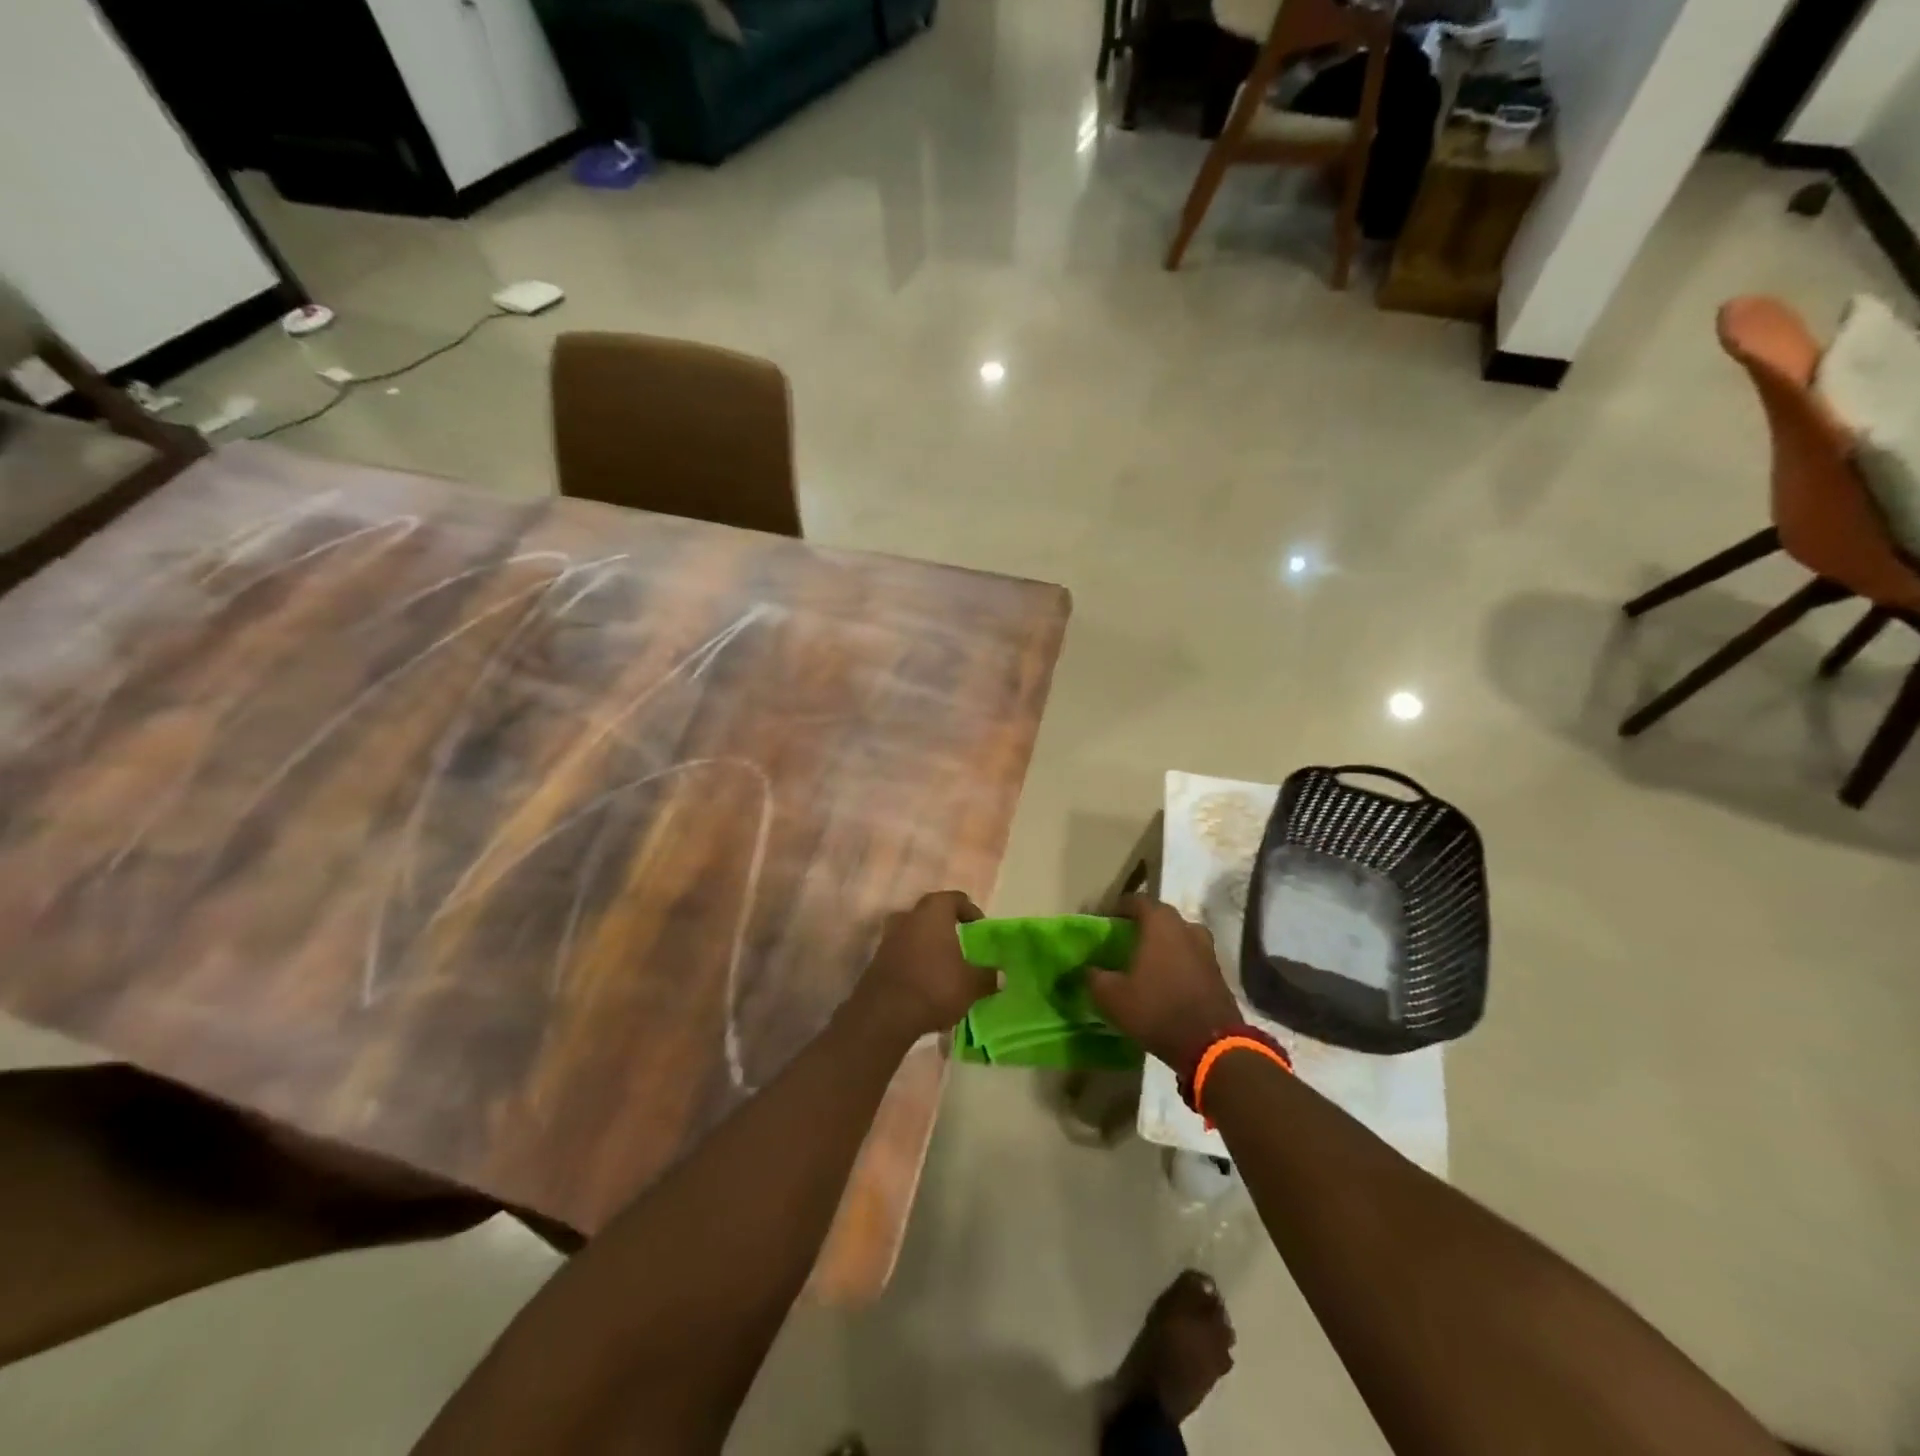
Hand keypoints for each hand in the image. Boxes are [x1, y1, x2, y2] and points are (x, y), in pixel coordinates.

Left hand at [850, 891, 995, 1045]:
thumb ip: (987, 977)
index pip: (955, 898)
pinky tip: (926, 982)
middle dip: (947, 927)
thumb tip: (1000, 976)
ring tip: (944, 966)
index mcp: (933, 912)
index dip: (970, 911)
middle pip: (931, 913)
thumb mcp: (971, 985)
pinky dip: (915, 962)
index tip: (980, 930)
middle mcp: (908, 917)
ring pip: (914, 933)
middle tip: (962, 946)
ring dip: (928, 945)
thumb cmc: (934, 987)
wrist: (884, 1015)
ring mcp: (889, 938)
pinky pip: (902, 953)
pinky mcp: (877, 960)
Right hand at [1087, 896, 1241, 1070]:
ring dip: (1163, 943)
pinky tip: (1165, 979)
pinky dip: (1178, 961)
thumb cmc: (1156, 1009)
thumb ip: (1094, 977)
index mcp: (1160, 923)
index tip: (1105, 921)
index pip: (1136, 901)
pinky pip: (1191, 956)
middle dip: (1142, 924)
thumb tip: (1088, 969)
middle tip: (1123, 939)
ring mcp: (1206, 949)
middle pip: (1160, 916)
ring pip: (1179, 936)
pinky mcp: (1218, 972)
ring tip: (1146, 960)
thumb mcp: (1111, 997)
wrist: (1210, 1044)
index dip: (1118, 908)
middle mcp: (1186, 927)